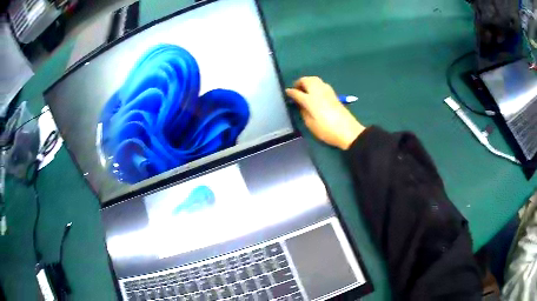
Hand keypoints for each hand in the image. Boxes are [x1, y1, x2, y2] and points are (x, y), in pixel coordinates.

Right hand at [286, 77, 364, 149]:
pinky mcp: (334, 94)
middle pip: (306, 80)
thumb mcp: (310, 124)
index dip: (290, 92)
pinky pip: (321, 83)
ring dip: (308, 81)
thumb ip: (303, 112)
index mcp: (310, 100)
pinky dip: (316, 84)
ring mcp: (327, 91)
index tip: (287, 92)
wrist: (348, 131)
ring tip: (305, 89)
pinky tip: (315, 92)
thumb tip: (301, 105)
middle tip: (296, 89)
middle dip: (299, 82)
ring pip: (315, 79)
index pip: (297, 93)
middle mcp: (317, 92)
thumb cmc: (327, 130)